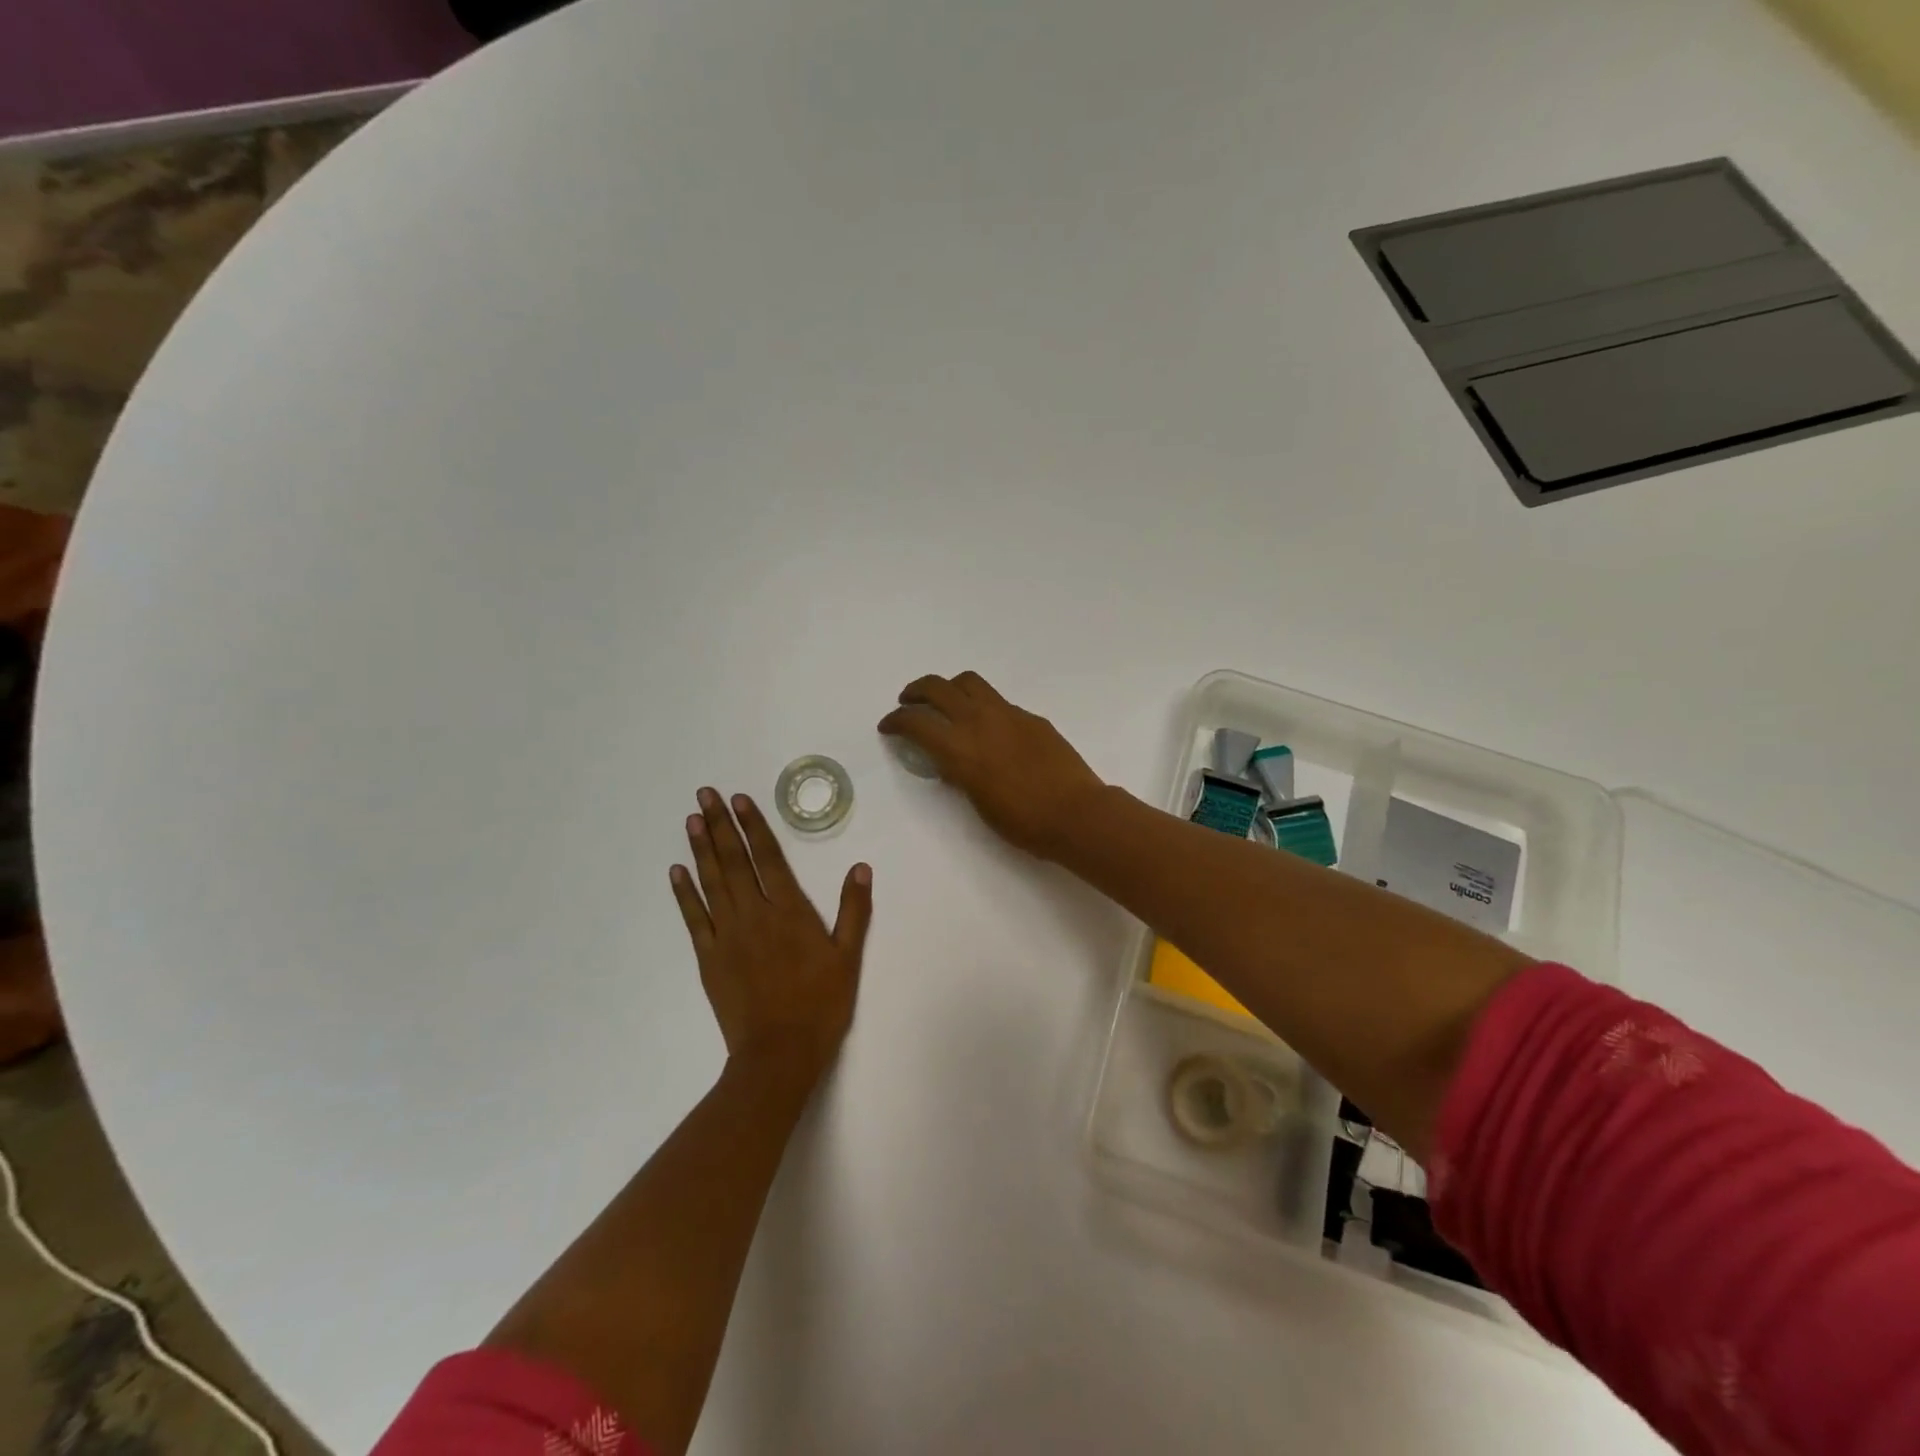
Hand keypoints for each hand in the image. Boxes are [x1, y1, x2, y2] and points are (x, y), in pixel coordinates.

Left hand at [670, 788, 873, 1093]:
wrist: (779, 1053)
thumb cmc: (820, 1004)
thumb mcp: (848, 957)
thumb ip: (854, 910)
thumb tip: (860, 868)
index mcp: (789, 911)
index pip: (768, 857)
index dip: (753, 826)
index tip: (738, 800)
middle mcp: (754, 914)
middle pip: (734, 861)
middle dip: (719, 825)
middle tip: (704, 794)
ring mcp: (727, 935)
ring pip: (712, 882)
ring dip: (701, 849)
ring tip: (691, 820)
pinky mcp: (709, 958)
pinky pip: (693, 918)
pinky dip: (683, 893)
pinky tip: (676, 871)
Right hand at [878, 671, 1104, 860]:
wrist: (1076, 813)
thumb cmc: (1023, 822)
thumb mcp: (978, 803)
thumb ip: (960, 775)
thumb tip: (951, 763)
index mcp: (960, 748)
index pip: (916, 722)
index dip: (895, 721)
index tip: (888, 726)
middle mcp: (979, 720)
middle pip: (938, 688)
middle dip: (916, 692)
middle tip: (908, 702)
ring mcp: (1008, 713)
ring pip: (969, 682)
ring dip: (949, 688)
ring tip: (946, 703)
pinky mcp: (1031, 717)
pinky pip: (998, 701)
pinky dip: (982, 706)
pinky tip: (989, 729)